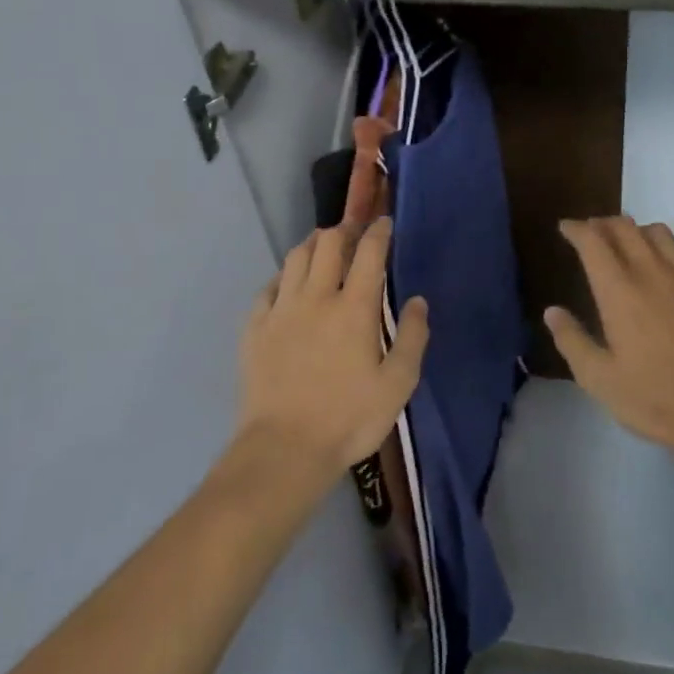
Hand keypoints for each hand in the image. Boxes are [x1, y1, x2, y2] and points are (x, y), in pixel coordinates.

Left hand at [237, 220, 428, 489]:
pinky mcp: (255, 328)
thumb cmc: (349, 419)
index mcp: (354, 308)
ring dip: (313, 245)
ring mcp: (281, 311)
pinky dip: (284, 275)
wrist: (283, 449)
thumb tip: (418, 302)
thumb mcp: (398, 384)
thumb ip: (413, 338)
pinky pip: (269, 287)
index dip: (378, 232)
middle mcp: (316, 298)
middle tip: (354, 233)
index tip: (385, 223)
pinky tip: (289, 283)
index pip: (368, 253)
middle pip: (327, 243)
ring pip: (295, 257)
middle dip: (344, 230)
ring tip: (324, 248)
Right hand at [545, 218, 673, 454]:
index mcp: (618, 291)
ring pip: (659, 233)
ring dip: (638, 231)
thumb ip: (572, 341)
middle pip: (625, 228)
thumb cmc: (655, 398)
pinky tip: (671, 272)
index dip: (577, 229)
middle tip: (593, 231)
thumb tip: (552, 311)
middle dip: (603, 224)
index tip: (566, 227)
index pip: (593, 242)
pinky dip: (671, 254)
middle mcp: (652, 272)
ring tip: (629, 243)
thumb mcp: (600, 379)